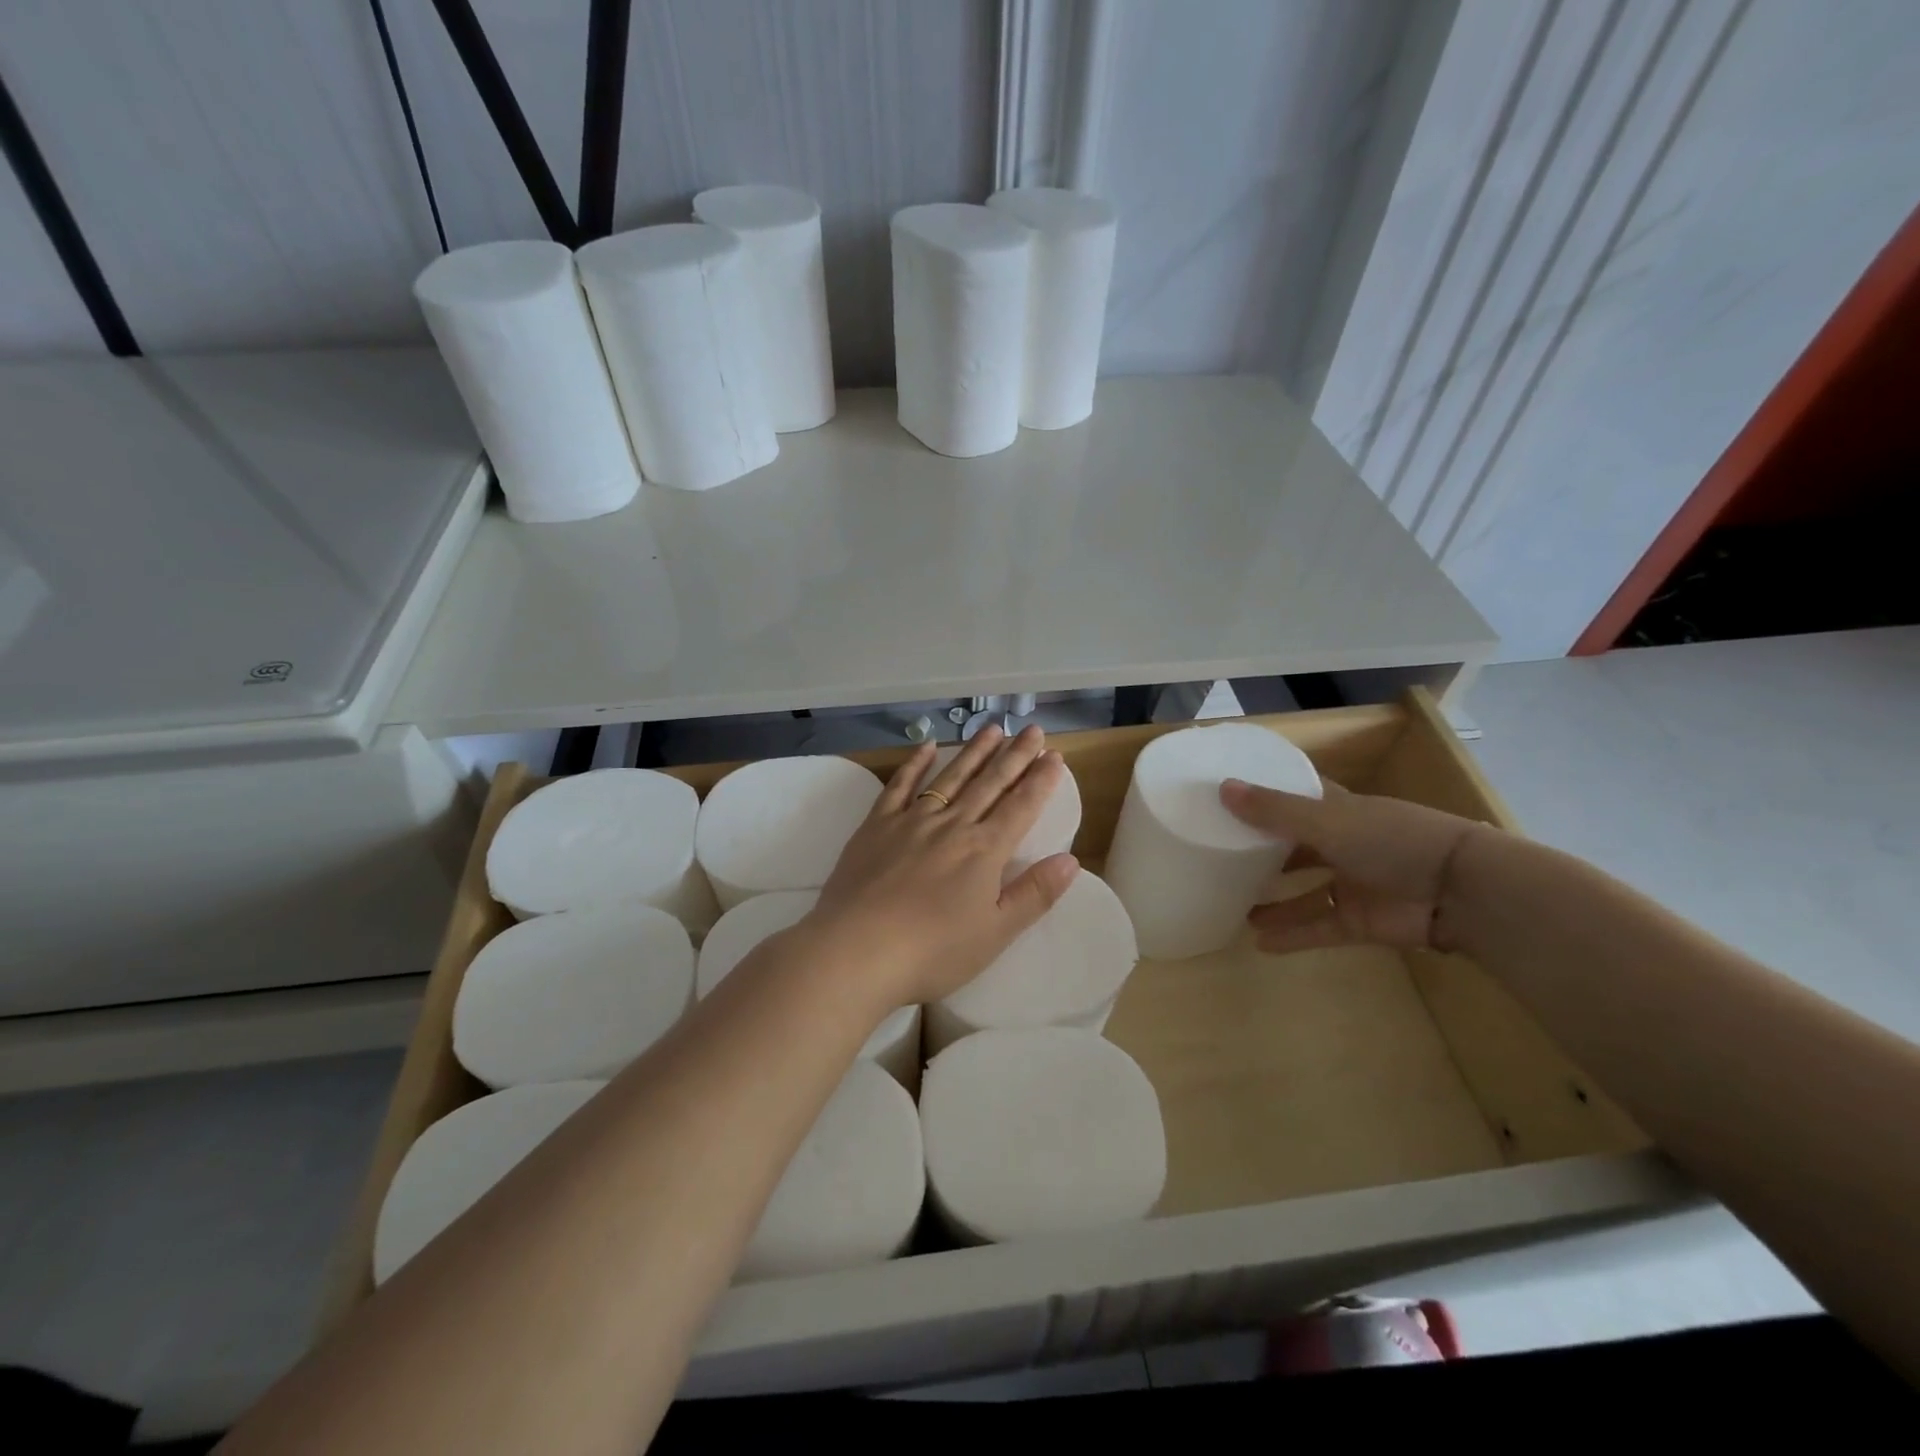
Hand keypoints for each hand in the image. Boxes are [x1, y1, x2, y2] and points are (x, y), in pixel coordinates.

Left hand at [802, 724, 1080, 1009]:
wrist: (857, 950)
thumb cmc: (932, 952)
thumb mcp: (995, 933)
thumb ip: (1034, 894)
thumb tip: (1071, 860)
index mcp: (984, 851)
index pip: (1021, 807)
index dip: (1041, 780)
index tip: (1055, 755)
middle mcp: (952, 825)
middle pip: (990, 783)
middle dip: (1015, 755)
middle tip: (1033, 729)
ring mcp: (912, 820)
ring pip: (950, 777)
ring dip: (974, 752)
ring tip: (992, 730)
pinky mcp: (876, 825)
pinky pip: (900, 785)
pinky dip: (915, 764)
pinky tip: (928, 747)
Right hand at [1219, 777, 1488, 952]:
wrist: (1460, 891)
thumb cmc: (1391, 840)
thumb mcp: (1328, 821)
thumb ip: (1275, 810)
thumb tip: (1222, 788)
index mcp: (1338, 810)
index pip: (1298, 797)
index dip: (1267, 795)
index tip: (1229, 796)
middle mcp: (1342, 843)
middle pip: (1296, 846)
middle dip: (1263, 853)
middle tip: (1222, 857)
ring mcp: (1352, 884)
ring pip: (1305, 891)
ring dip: (1275, 900)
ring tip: (1236, 907)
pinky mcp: (1359, 921)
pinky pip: (1319, 927)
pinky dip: (1293, 935)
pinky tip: (1260, 942)